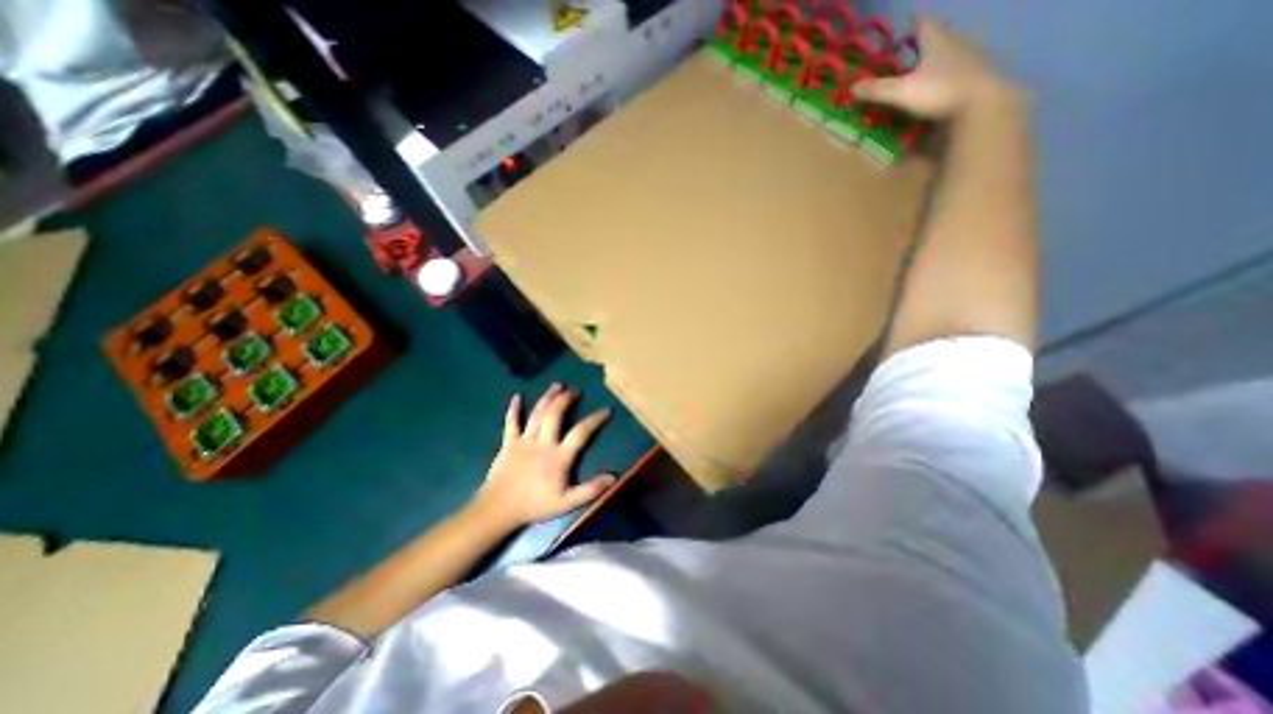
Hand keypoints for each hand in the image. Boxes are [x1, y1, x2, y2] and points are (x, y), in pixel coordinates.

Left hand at [474, 386, 618, 530]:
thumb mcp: (567, 503)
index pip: (581, 433)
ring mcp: (524, 441)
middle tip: (575, 390)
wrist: (498, 510)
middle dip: (566, 399)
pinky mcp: (508, 443)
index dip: (595, 419)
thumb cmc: (534, 506)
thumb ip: (591, 489)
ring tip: (557, 385)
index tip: (606, 410)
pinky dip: (513, 409)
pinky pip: (511, 423)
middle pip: (555, 414)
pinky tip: (516, 396)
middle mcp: (543, 443)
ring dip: (547, 398)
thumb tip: (614, 477)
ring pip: (537, 414)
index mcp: (559, 456)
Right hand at [849, 18, 1020, 119]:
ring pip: (953, 52)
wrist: (980, 102)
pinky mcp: (977, 77)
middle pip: (942, 36)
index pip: (926, 25)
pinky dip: (949, 73)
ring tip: (928, 66)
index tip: (911, 16)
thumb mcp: (902, 92)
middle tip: (917, 44)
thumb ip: (878, 90)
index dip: (917, 21)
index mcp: (937, 43)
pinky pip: (960, 70)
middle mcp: (956, 44)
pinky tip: (944, 83)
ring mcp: (970, 59)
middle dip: (929, 39)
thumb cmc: (939, 91)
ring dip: (940, 56)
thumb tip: (852, 88)